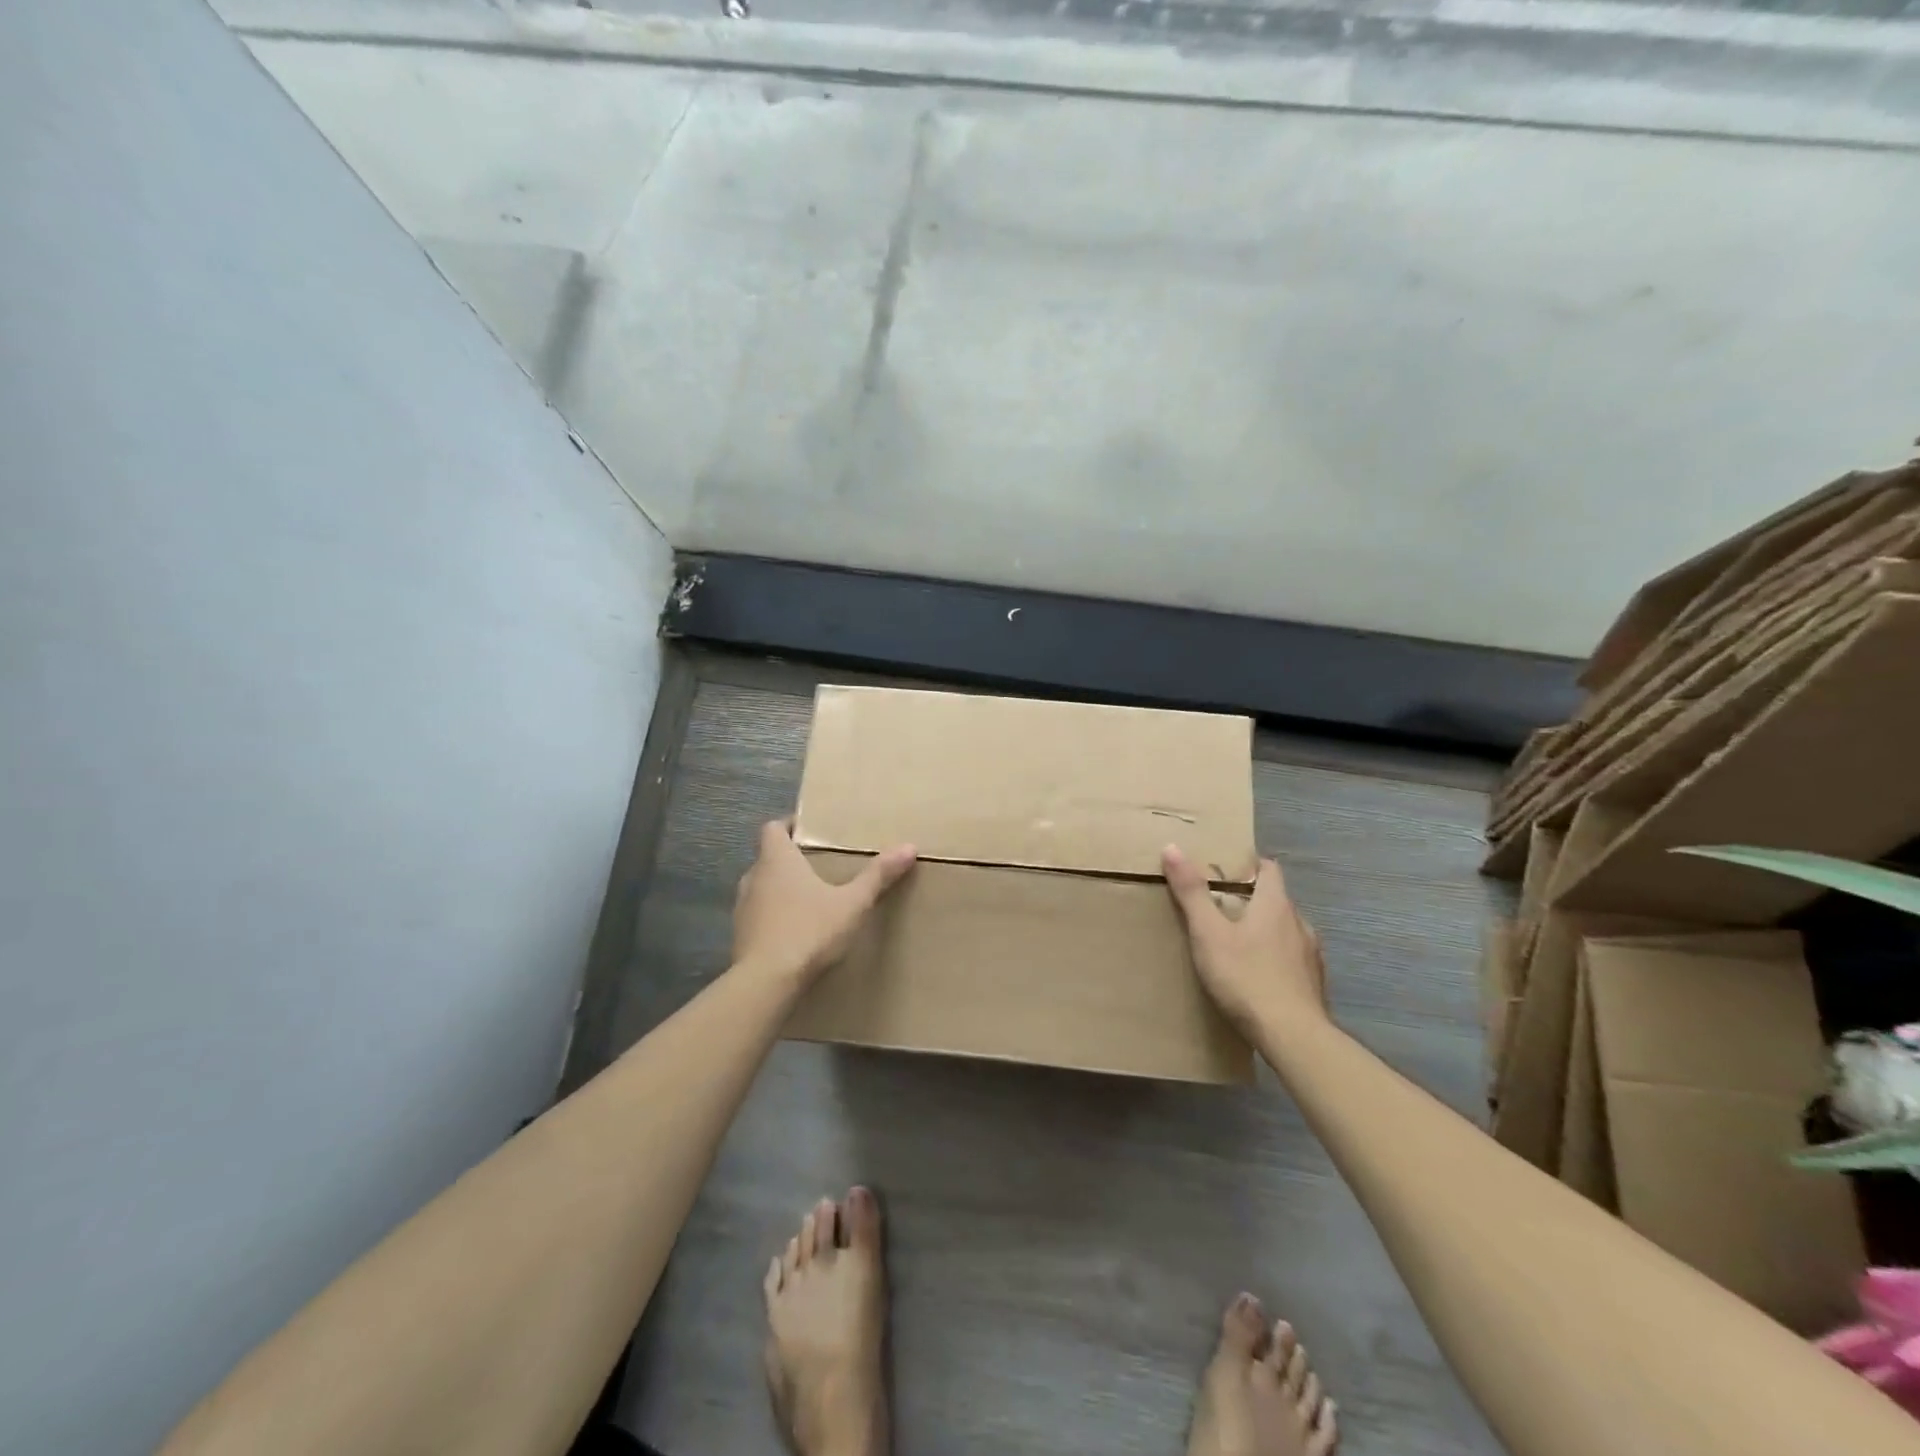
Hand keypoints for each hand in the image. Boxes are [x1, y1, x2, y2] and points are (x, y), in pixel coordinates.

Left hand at [733, 820, 915, 980]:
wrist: (765, 983)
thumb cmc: (809, 930)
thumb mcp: (852, 903)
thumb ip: (878, 875)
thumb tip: (909, 847)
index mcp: (777, 859)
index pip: (773, 827)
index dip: (789, 825)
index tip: (810, 831)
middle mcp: (754, 877)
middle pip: (769, 857)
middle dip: (791, 859)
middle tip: (820, 865)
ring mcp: (742, 908)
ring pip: (762, 888)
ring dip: (781, 890)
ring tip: (811, 899)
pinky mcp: (740, 937)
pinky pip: (759, 916)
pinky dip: (775, 917)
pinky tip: (797, 932)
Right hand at [1162, 845, 1328, 1034]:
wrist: (1294, 1037)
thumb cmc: (1247, 977)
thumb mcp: (1208, 933)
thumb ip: (1191, 892)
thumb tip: (1172, 847)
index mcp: (1275, 904)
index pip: (1269, 868)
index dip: (1248, 864)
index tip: (1223, 870)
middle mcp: (1299, 923)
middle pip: (1275, 899)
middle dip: (1250, 899)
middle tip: (1217, 908)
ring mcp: (1311, 955)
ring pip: (1285, 931)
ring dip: (1264, 931)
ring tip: (1235, 944)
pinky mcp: (1314, 984)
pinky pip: (1291, 959)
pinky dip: (1274, 959)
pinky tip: (1256, 976)